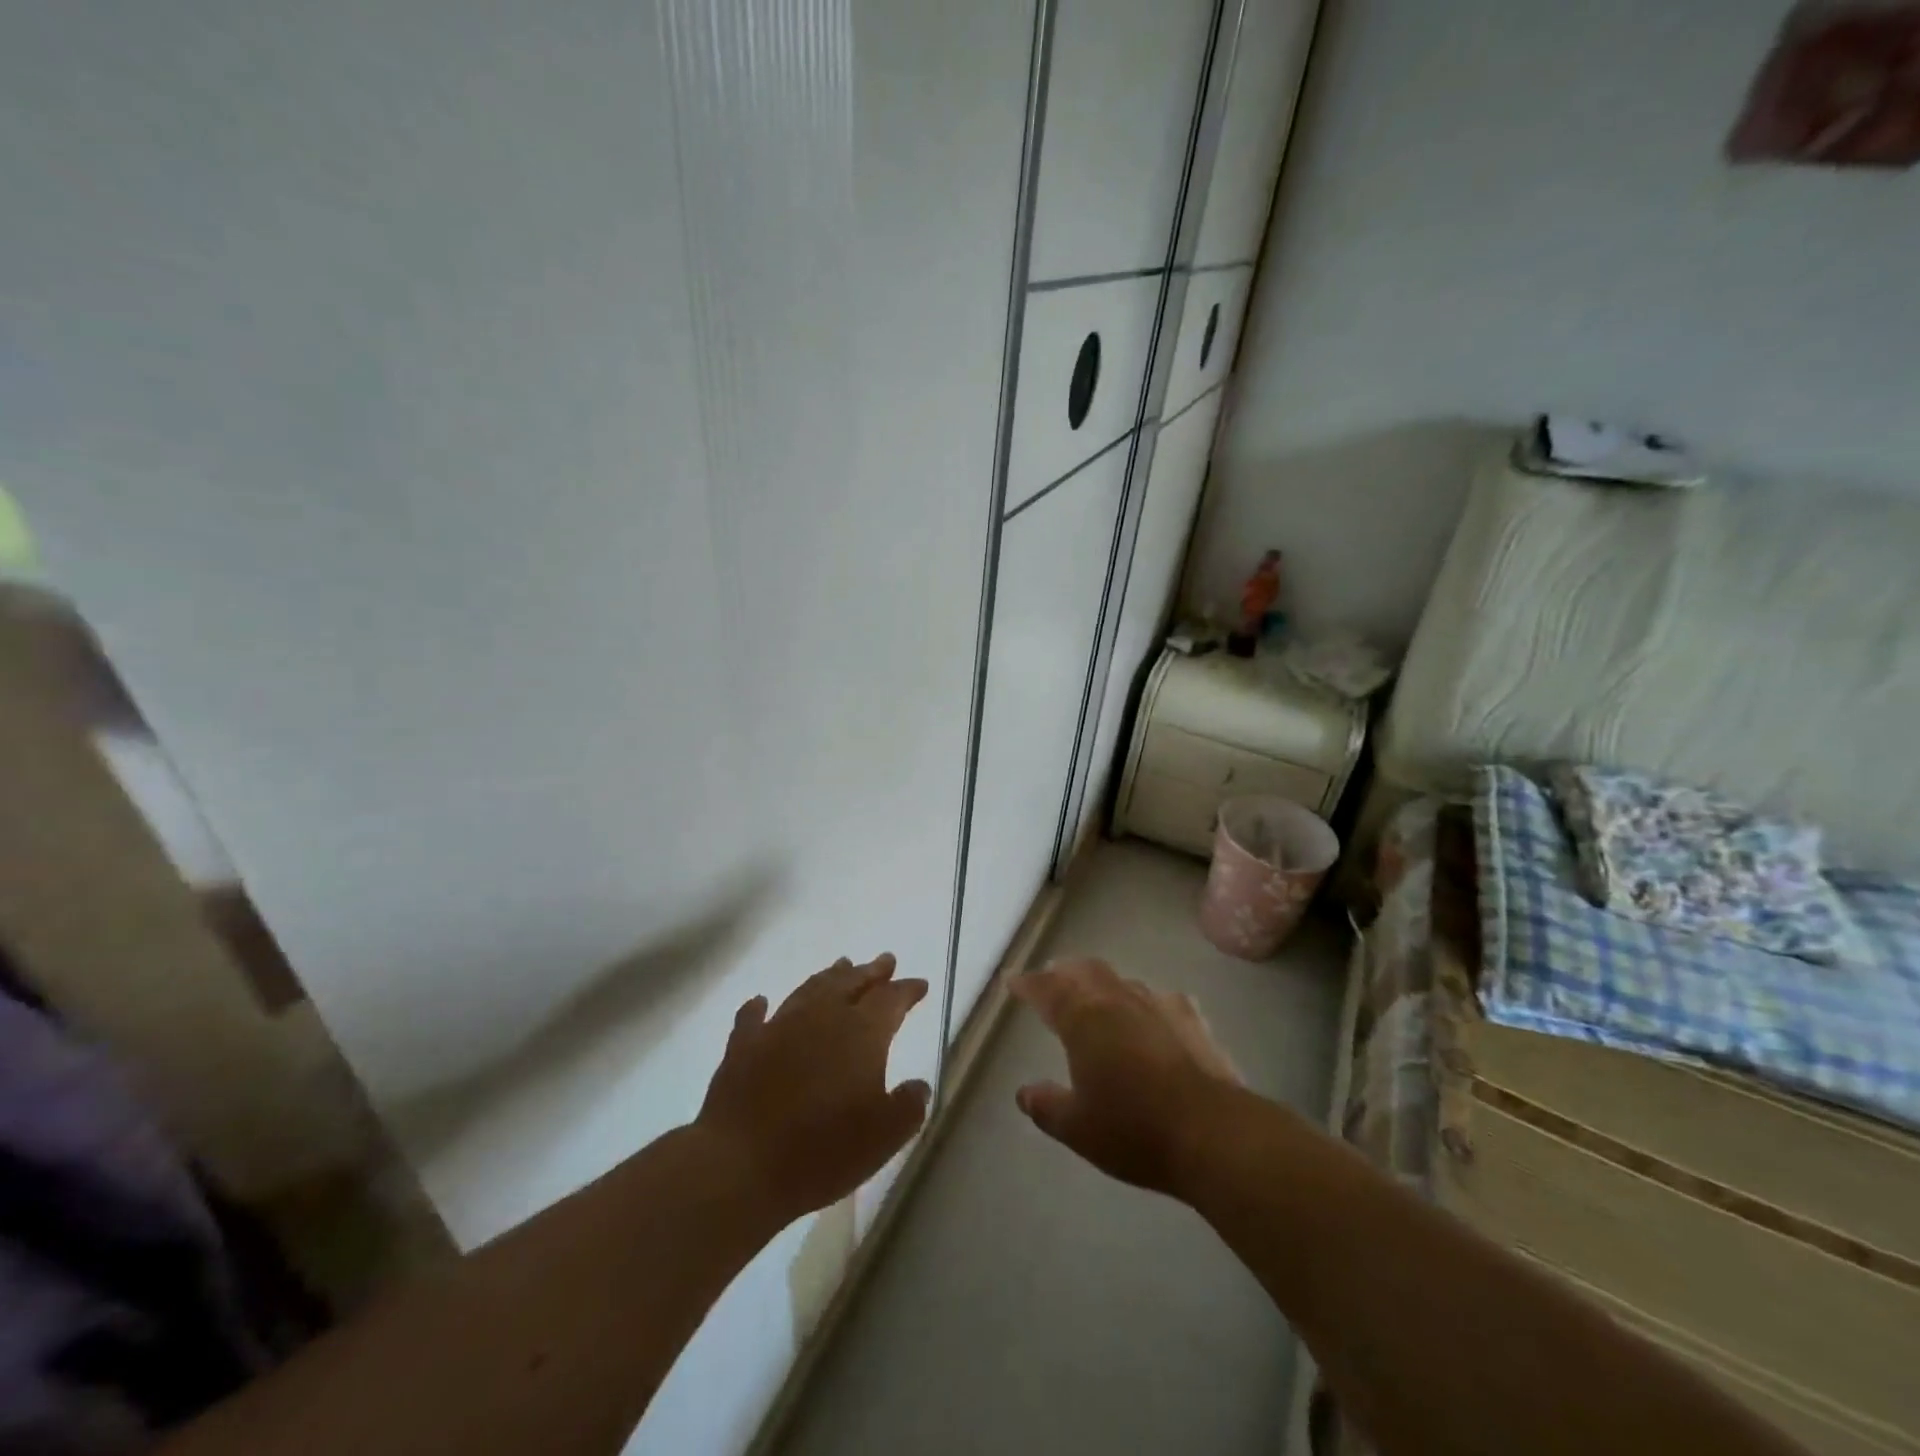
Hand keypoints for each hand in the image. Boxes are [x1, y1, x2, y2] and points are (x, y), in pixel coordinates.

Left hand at [696, 954, 930, 1226]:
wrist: (741, 1166)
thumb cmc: (823, 1151)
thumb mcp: (884, 1137)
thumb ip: (908, 1107)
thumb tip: (919, 1086)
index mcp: (861, 1033)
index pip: (891, 999)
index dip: (907, 990)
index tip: (920, 983)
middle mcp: (822, 1017)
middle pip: (851, 982)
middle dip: (871, 971)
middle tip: (885, 960)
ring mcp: (779, 1027)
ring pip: (809, 990)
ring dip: (828, 977)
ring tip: (841, 965)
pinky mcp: (743, 1046)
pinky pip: (753, 1018)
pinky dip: (759, 1008)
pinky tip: (761, 1001)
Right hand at [1012, 958, 1242, 1196]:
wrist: (1211, 1132)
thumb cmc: (1133, 1129)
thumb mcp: (1078, 1128)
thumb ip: (1047, 1106)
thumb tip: (1024, 1092)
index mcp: (1083, 1020)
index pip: (1047, 990)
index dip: (1027, 984)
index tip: (1013, 981)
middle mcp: (1118, 1002)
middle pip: (1085, 971)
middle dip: (1064, 972)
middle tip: (1052, 978)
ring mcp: (1159, 1006)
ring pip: (1122, 981)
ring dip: (1103, 983)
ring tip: (1096, 995)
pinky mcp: (1192, 1021)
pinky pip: (1163, 1000)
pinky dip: (1148, 1002)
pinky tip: (1153, 1013)